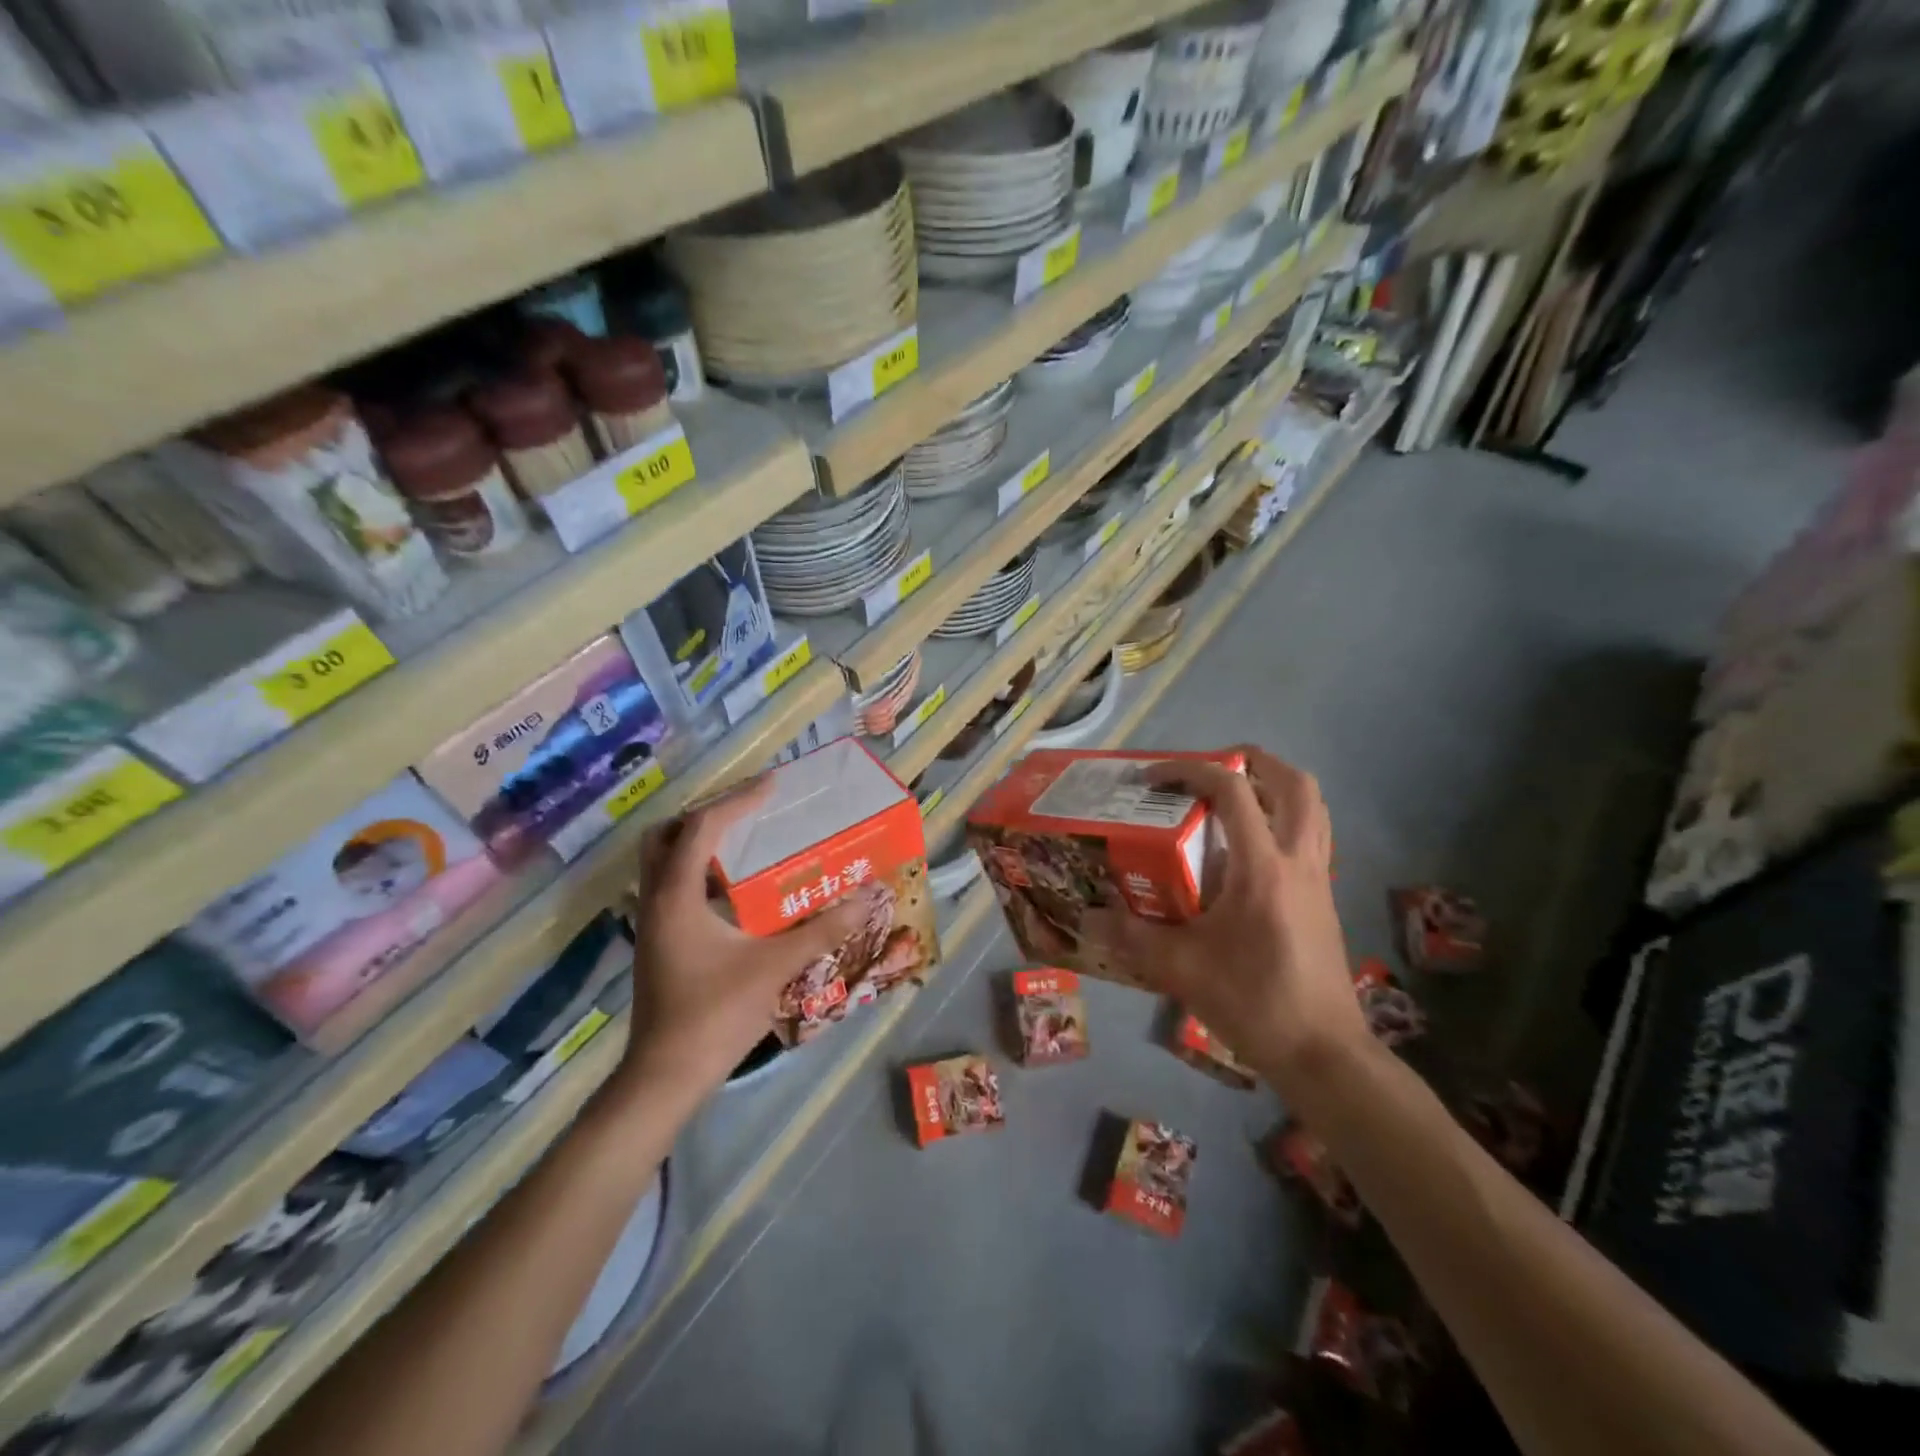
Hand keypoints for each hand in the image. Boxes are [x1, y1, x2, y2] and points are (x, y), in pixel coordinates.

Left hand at [615, 779, 858, 1108]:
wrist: (667, 1076)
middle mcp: (657, 901)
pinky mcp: (659, 944)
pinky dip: (701, 875)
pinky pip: (674, 889)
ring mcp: (653, 924)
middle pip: (665, 836)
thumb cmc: (716, 1015)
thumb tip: (866, 897)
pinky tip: (738, 893)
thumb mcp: (775, 966)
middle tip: (747, 813)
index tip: (772, 785)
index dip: (737, 801)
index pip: (701, 828)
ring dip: (700, 845)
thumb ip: (823, 929)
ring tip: (747, 843)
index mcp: (677, 896)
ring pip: (664, 864)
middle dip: (705, 816)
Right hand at [1087, 747, 1365, 1093]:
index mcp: (1262, 867)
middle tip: (1212, 769)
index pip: (1233, 790)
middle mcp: (1298, 861)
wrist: (1324, 1054)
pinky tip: (1248, 854)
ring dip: (1276, 788)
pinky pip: (1312, 839)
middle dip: (1254, 762)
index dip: (1189, 770)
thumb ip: (1132, 936)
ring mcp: (1318, 880)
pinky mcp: (1324, 901)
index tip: (1152, 779)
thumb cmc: (1254, 1001)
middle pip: (1295, 784)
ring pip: (1313, 809)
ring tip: (1235, 798)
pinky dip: (1284, 823)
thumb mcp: (1182, 968)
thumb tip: (1087, 918)